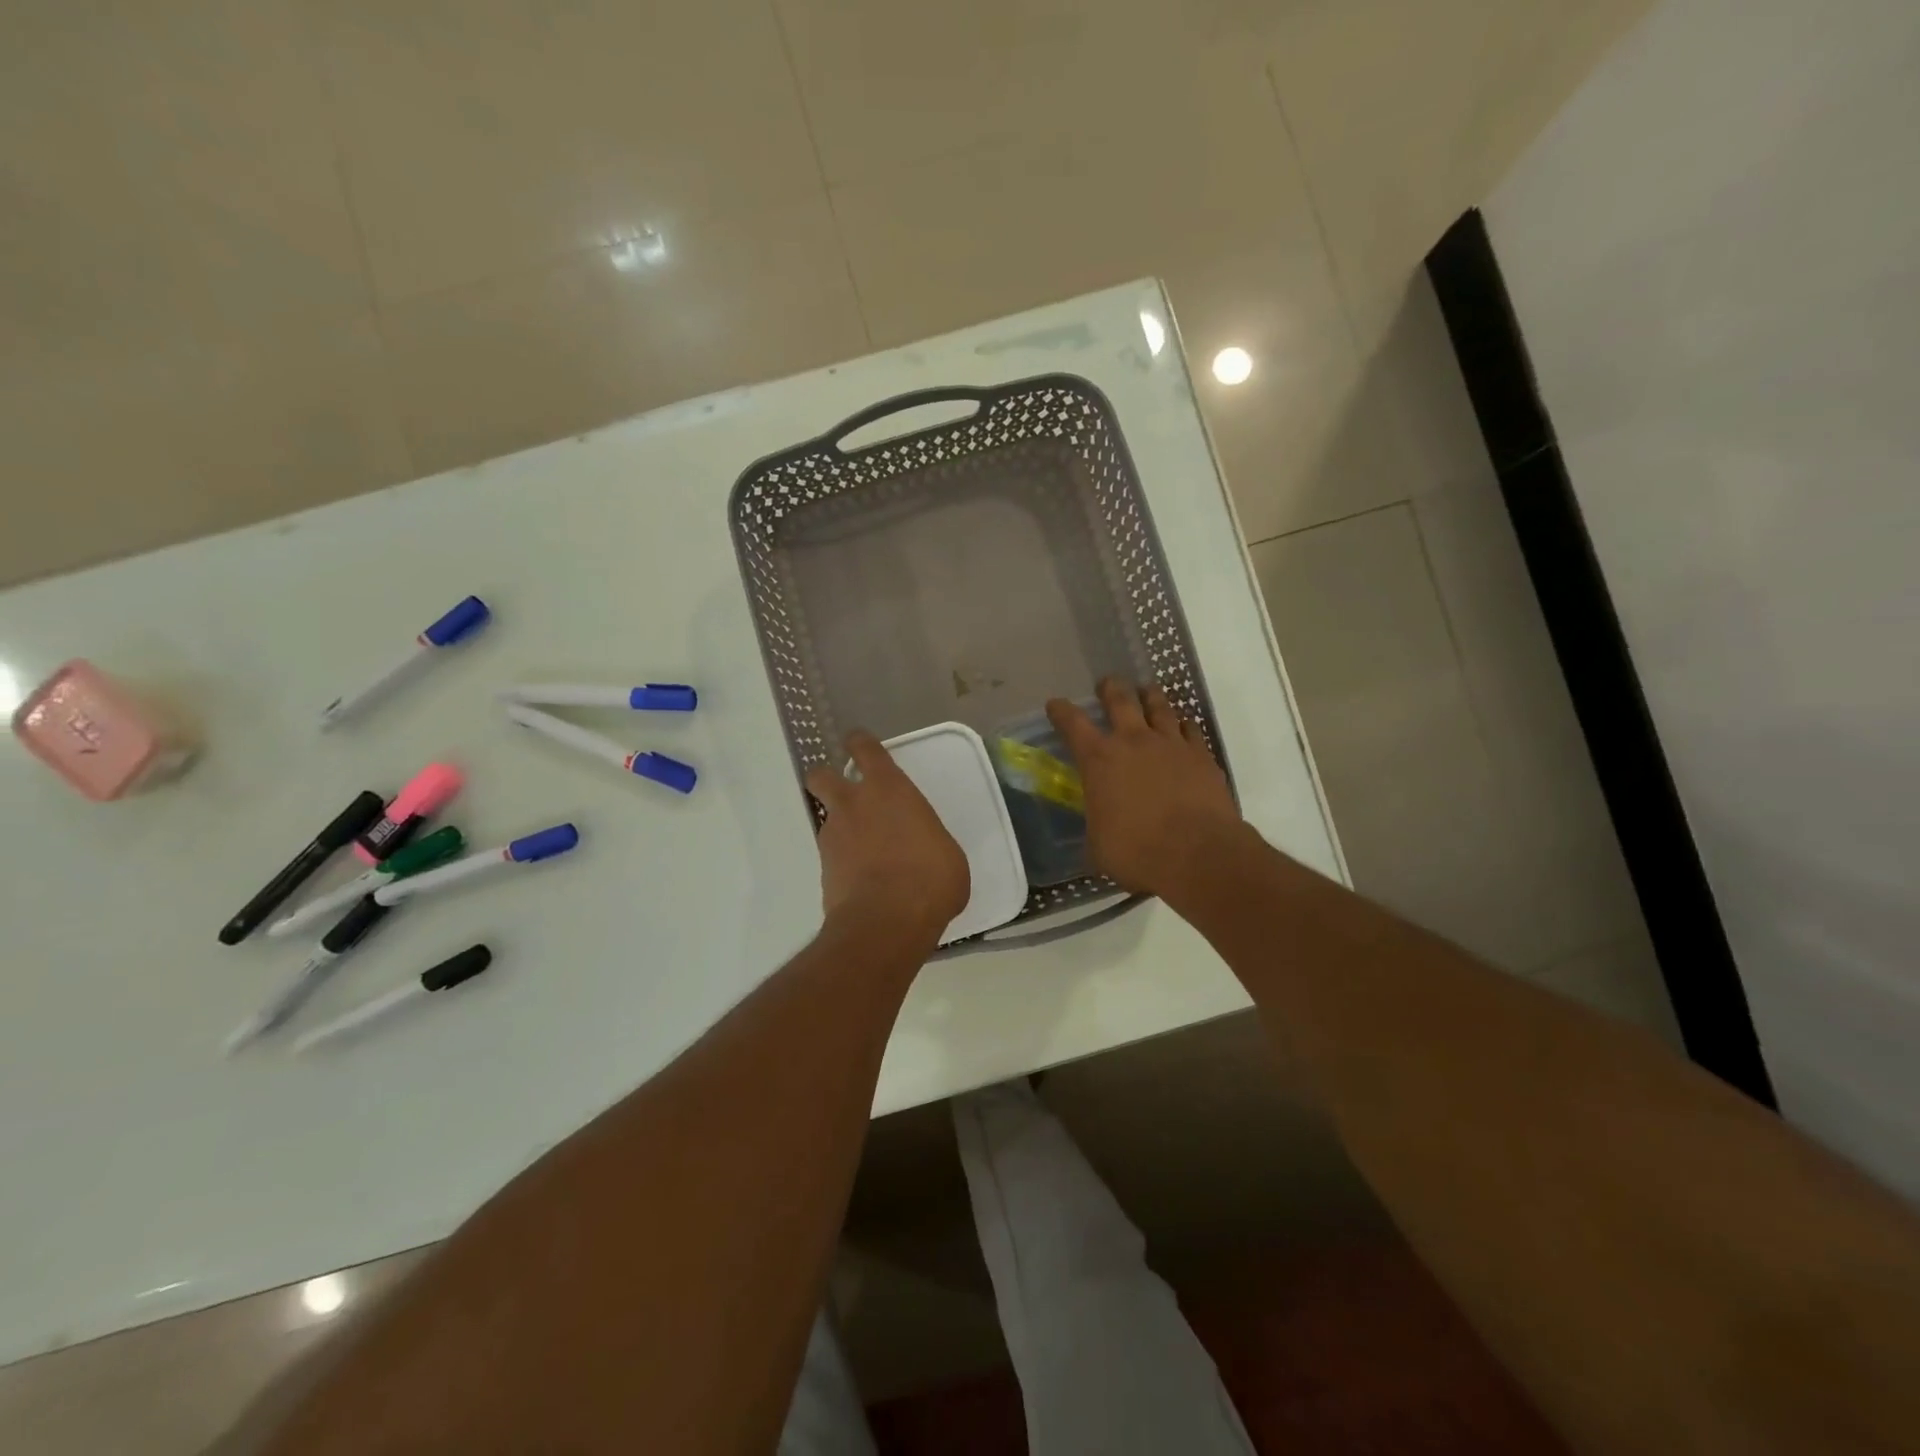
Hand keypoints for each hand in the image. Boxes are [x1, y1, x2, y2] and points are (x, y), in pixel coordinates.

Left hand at [806, 731, 969, 941]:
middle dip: (828, 779)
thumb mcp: (947, 853)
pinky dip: (843, 862)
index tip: (857, 742)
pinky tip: (862, 879)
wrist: (886, 923)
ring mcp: (834, 837)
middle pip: (822, 775)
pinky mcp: (823, 870)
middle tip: (845, 792)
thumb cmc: (930, 878)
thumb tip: (925, 849)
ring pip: (827, 819)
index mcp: (889, 789)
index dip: (859, 743)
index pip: (865, 749)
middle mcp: (854, 805)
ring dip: (841, 827)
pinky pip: (832, 856)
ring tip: (863, 850)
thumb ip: (928, 840)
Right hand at [1046, 678, 1243, 898]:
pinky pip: (1190, 729)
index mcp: (1099, 760)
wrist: (1198, 854)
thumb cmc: (1137, 852)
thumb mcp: (1099, 844)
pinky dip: (1183, 724)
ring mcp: (1171, 744)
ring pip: (1159, 707)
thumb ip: (1096, 823)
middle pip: (1120, 701)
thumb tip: (1098, 825)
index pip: (1073, 724)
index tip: (1055, 704)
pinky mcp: (1201, 756)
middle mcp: (1134, 742)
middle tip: (1107, 683)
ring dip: (1150, 696)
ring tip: (1147, 691)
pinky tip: (1182, 725)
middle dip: (1111, 689)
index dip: (1061, 711)